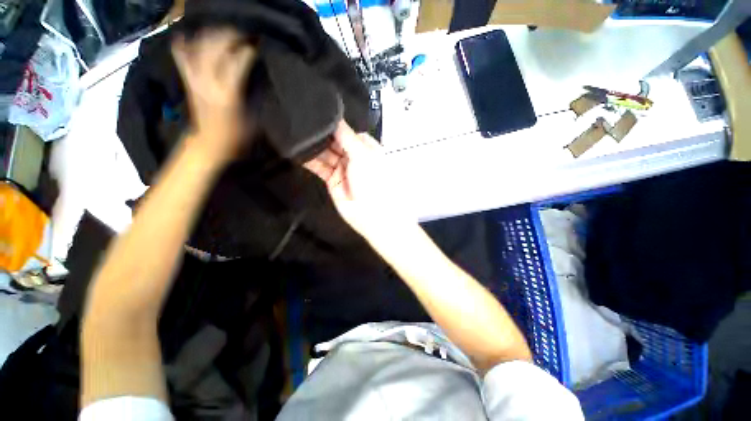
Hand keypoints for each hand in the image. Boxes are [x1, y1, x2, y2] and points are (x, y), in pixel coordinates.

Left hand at [172, 29, 255, 162]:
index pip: (237, 63)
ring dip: (210, 36)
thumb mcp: (253, 119)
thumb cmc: (236, 136)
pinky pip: (181, 59)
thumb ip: (253, 95)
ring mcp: (195, 80)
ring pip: (198, 48)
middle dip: (229, 37)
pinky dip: (182, 46)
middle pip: (216, 49)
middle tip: (241, 35)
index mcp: (228, 93)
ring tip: (222, 33)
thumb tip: (254, 77)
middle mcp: (209, 82)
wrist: (209, 144)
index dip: (247, 51)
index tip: (256, 46)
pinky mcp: (188, 82)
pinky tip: (186, 37)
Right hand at [304, 121, 415, 242]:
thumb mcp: (362, 154)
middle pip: (335, 141)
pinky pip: (319, 167)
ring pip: (325, 153)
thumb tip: (336, 119)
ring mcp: (342, 168)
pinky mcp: (332, 179)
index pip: (347, 131)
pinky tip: (298, 153)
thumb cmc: (372, 180)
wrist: (370, 213)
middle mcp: (354, 156)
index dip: (334, 124)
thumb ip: (347, 136)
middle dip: (321, 135)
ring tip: (296, 137)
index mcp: (366, 148)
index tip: (317, 114)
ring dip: (314, 147)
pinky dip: (310, 161)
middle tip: (301, 124)